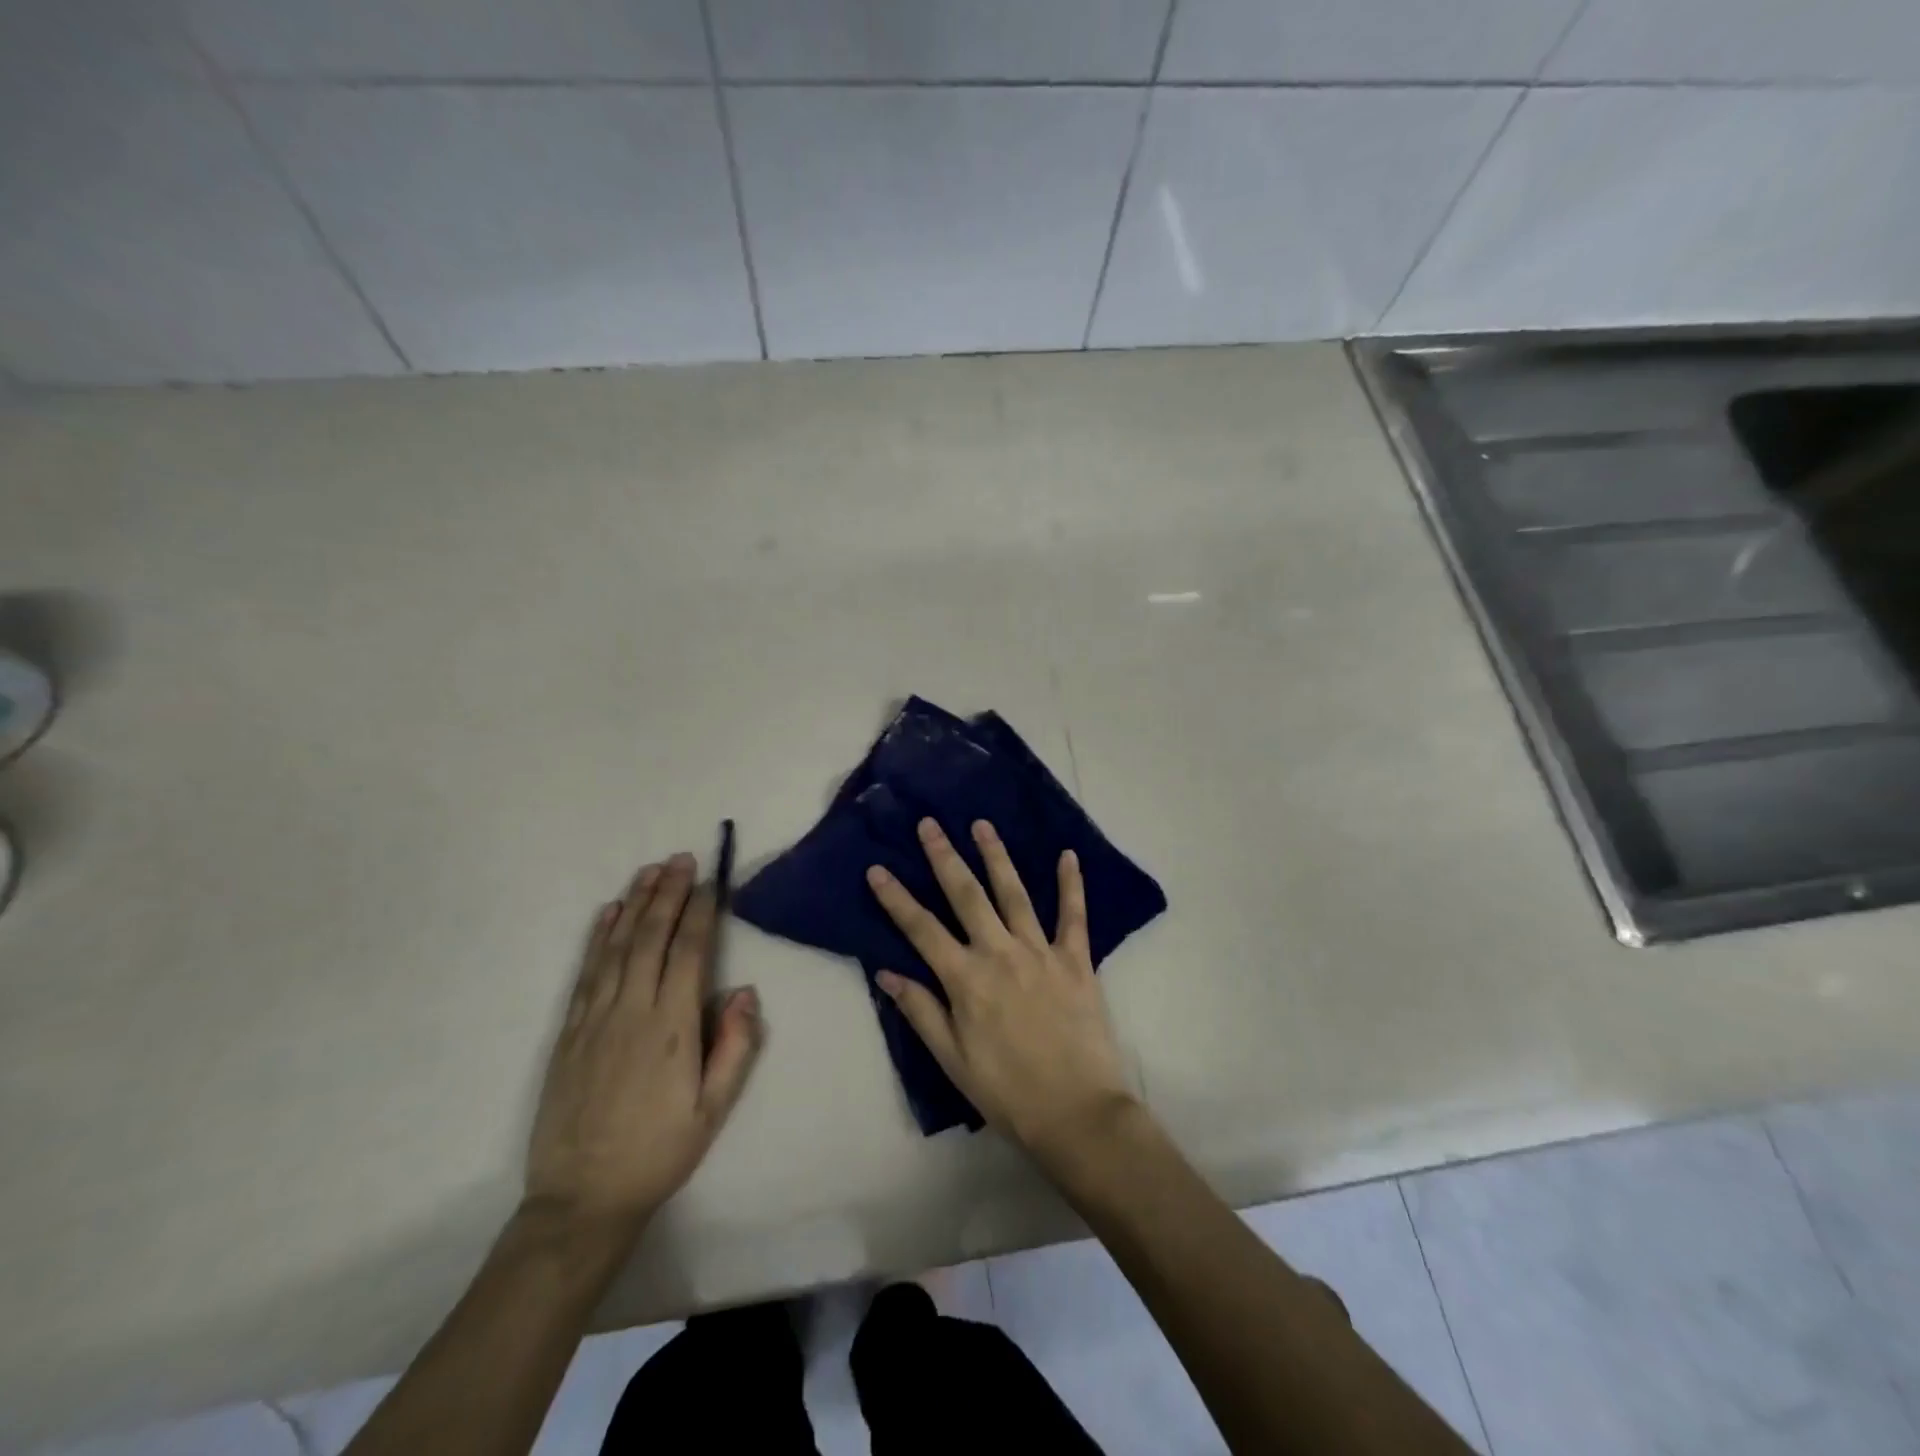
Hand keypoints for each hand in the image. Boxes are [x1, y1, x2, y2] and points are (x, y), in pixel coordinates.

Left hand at [525, 854, 761, 1232]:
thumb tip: (744, 990)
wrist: (581, 1199)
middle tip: (681, 858)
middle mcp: (631, 1011)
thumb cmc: (659, 1152)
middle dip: (668, 893)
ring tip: (650, 870)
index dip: (700, 912)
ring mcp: (594, 1018)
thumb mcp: (713, 1110)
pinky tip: (609, 912)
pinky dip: (599, 936)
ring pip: (617, 946)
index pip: (688, 952)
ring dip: (635, 903)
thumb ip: (735, 1047)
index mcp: (672, 1028)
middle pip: (651, 937)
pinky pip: (586, 971)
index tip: (709, 880)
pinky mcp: (569, 1031)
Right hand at [867, 818, 1135, 1165]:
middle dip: (945, 857)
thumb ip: (920, 1011)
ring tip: (982, 825)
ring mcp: (1040, 952)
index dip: (896, 898)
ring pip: (1014, 894)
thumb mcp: (952, 1060)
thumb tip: (885, 972)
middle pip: (966, 896)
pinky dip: (1071, 884)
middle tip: (930, 824)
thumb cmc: (1007, 1092)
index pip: (921, 929)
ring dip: (996, 856)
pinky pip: (1074, 915)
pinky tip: (1068, 855)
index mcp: (965, 979)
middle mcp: (1000, 953)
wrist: (1077, 1113)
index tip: (878, 869)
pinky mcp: (1076, 960)